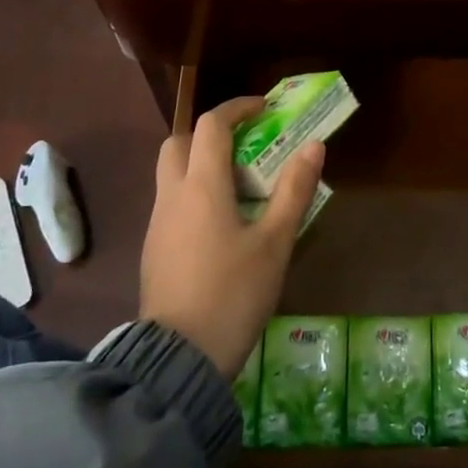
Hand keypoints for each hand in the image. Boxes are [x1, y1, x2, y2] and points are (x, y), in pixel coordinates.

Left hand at [139, 97, 324, 379]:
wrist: (178, 359)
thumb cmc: (233, 294)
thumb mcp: (274, 243)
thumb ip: (294, 191)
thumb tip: (314, 146)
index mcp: (202, 186)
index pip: (212, 125)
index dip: (238, 108)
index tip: (264, 108)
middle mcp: (172, 196)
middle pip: (180, 142)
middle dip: (210, 133)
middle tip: (245, 145)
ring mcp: (157, 224)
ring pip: (171, 174)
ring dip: (201, 164)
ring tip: (240, 186)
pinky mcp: (153, 250)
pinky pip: (171, 203)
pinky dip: (193, 193)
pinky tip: (221, 224)